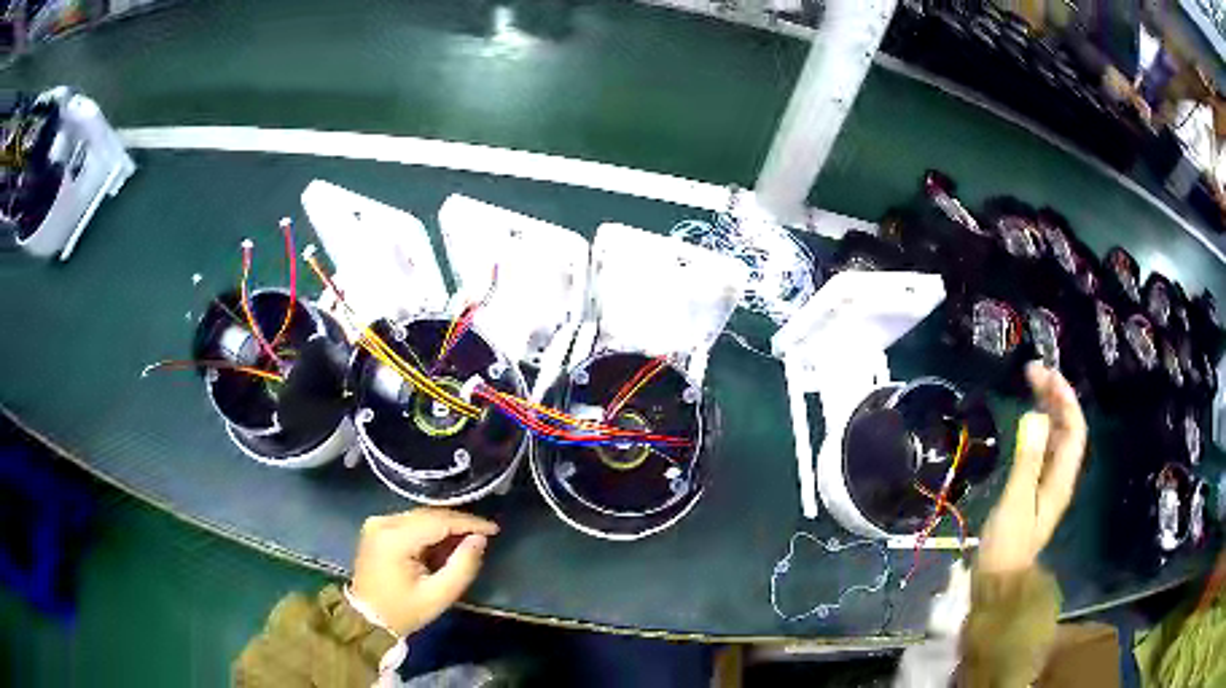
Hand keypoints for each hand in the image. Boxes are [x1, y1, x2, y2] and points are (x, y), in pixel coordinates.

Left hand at [351, 508, 498, 635]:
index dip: (468, 522)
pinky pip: (410, 522)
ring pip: (420, 516)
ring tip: (468, 539)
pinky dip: (429, 530)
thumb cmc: (403, 611)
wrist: (366, 619)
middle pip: (429, 514)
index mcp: (395, 537)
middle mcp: (383, 522)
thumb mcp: (439, 596)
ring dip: (444, 526)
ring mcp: (377, 523)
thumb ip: (462, 566)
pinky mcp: (376, 528)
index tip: (494, 529)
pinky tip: (443, 542)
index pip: (438, 520)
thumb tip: (479, 539)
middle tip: (483, 535)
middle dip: (458, 523)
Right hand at [978, 363, 1086, 573]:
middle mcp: (1061, 476)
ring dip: (1049, 407)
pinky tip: (1029, 418)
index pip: (1074, 428)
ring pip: (1057, 435)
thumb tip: (1036, 416)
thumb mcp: (1015, 504)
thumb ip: (1028, 461)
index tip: (1045, 375)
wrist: (998, 582)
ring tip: (1031, 385)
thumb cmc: (1006, 546)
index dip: (1064, 398)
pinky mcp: (1036, 488)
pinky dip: (1040, 426)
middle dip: (1056, 396)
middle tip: (1033, 372)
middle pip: (1068, 428)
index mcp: (1062, 479)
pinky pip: (1045, 447)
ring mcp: (1049, 482)